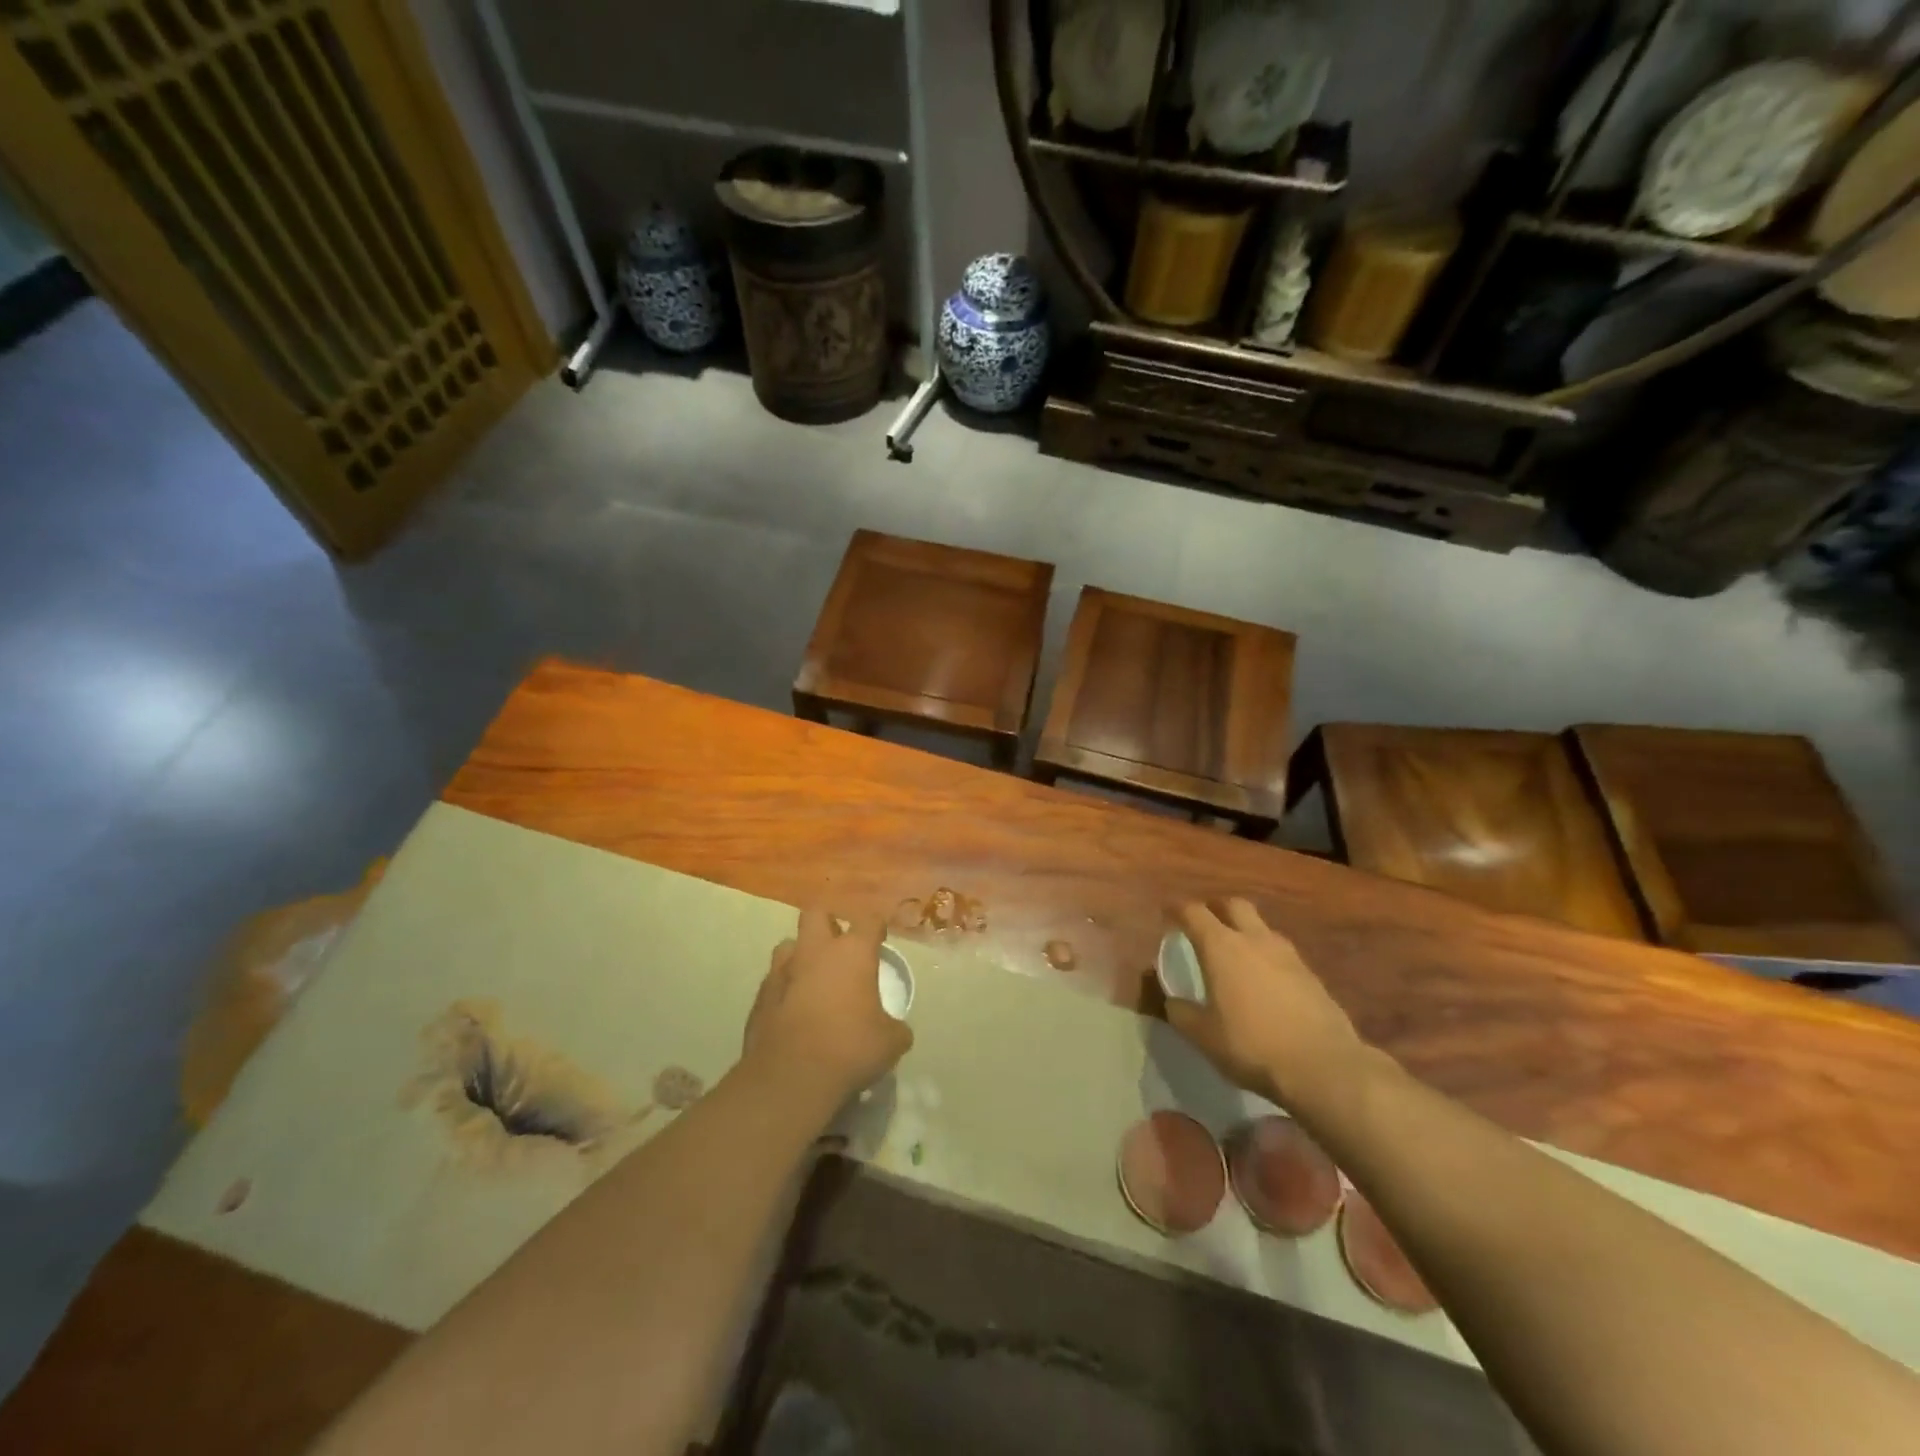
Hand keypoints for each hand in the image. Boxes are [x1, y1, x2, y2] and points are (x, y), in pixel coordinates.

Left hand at [743, 907, 912, 1113]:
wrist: (790, 1078)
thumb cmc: (849, 1049)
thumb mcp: (890, 1043)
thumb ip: (895, 1027)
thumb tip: (896, 1029)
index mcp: (852, 952)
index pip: (869, 921)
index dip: (876, 928)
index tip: (880, 942)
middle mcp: (815, 951)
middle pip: (817, 914)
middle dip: (829, 924)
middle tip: (841, 948)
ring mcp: (782, 971)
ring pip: (789, 945)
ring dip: (802, 955)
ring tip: (813, 979)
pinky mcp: (760, 997)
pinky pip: (774, 981)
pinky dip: (785, 989)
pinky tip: (794, 1011)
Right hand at [1164, 899, 1368, 1113]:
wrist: (1323, 1066)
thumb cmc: (1252, 1045)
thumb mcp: (1204, 1036)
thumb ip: (1182, 1013)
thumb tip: (1173, 1001)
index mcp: (1221, 947)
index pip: (1194, 912)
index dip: (1178, 910)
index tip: (1168, 914)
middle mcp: (1254, 939)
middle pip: (1234, 905)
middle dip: (1216, 908)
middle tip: (1205, 924)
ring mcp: (1288, 954)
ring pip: (1262, 927)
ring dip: (1245, 931)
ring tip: (1236, 954)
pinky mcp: (1311, 974)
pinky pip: (1281, 953)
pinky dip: (1267, 957)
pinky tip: (1265, 981)